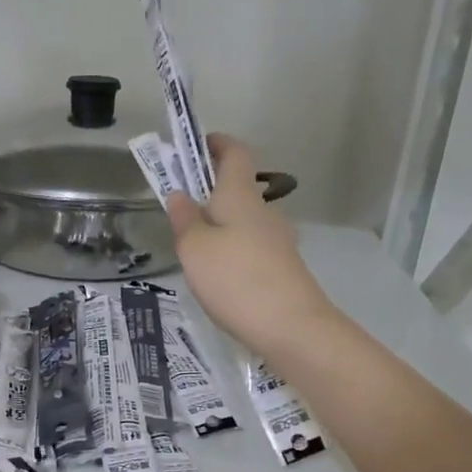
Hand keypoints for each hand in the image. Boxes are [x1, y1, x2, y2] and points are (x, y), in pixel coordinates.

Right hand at [167, 136, 335, 357]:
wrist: (292, 327)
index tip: (198, 145)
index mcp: (241, 196)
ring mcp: (279, 240)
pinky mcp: (283, 268)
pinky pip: (253, 246)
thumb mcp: (194, 249)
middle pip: (239, 189)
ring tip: (195, 248)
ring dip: (222, 223)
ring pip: (245, 220)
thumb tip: (179, 194)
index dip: (218, 144)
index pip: (235, 153)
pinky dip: (234, 249)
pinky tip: (219, 276)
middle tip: (183, 208)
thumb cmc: (235, 279)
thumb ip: (184, 219)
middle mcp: (265, 212)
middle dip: (212, 191)